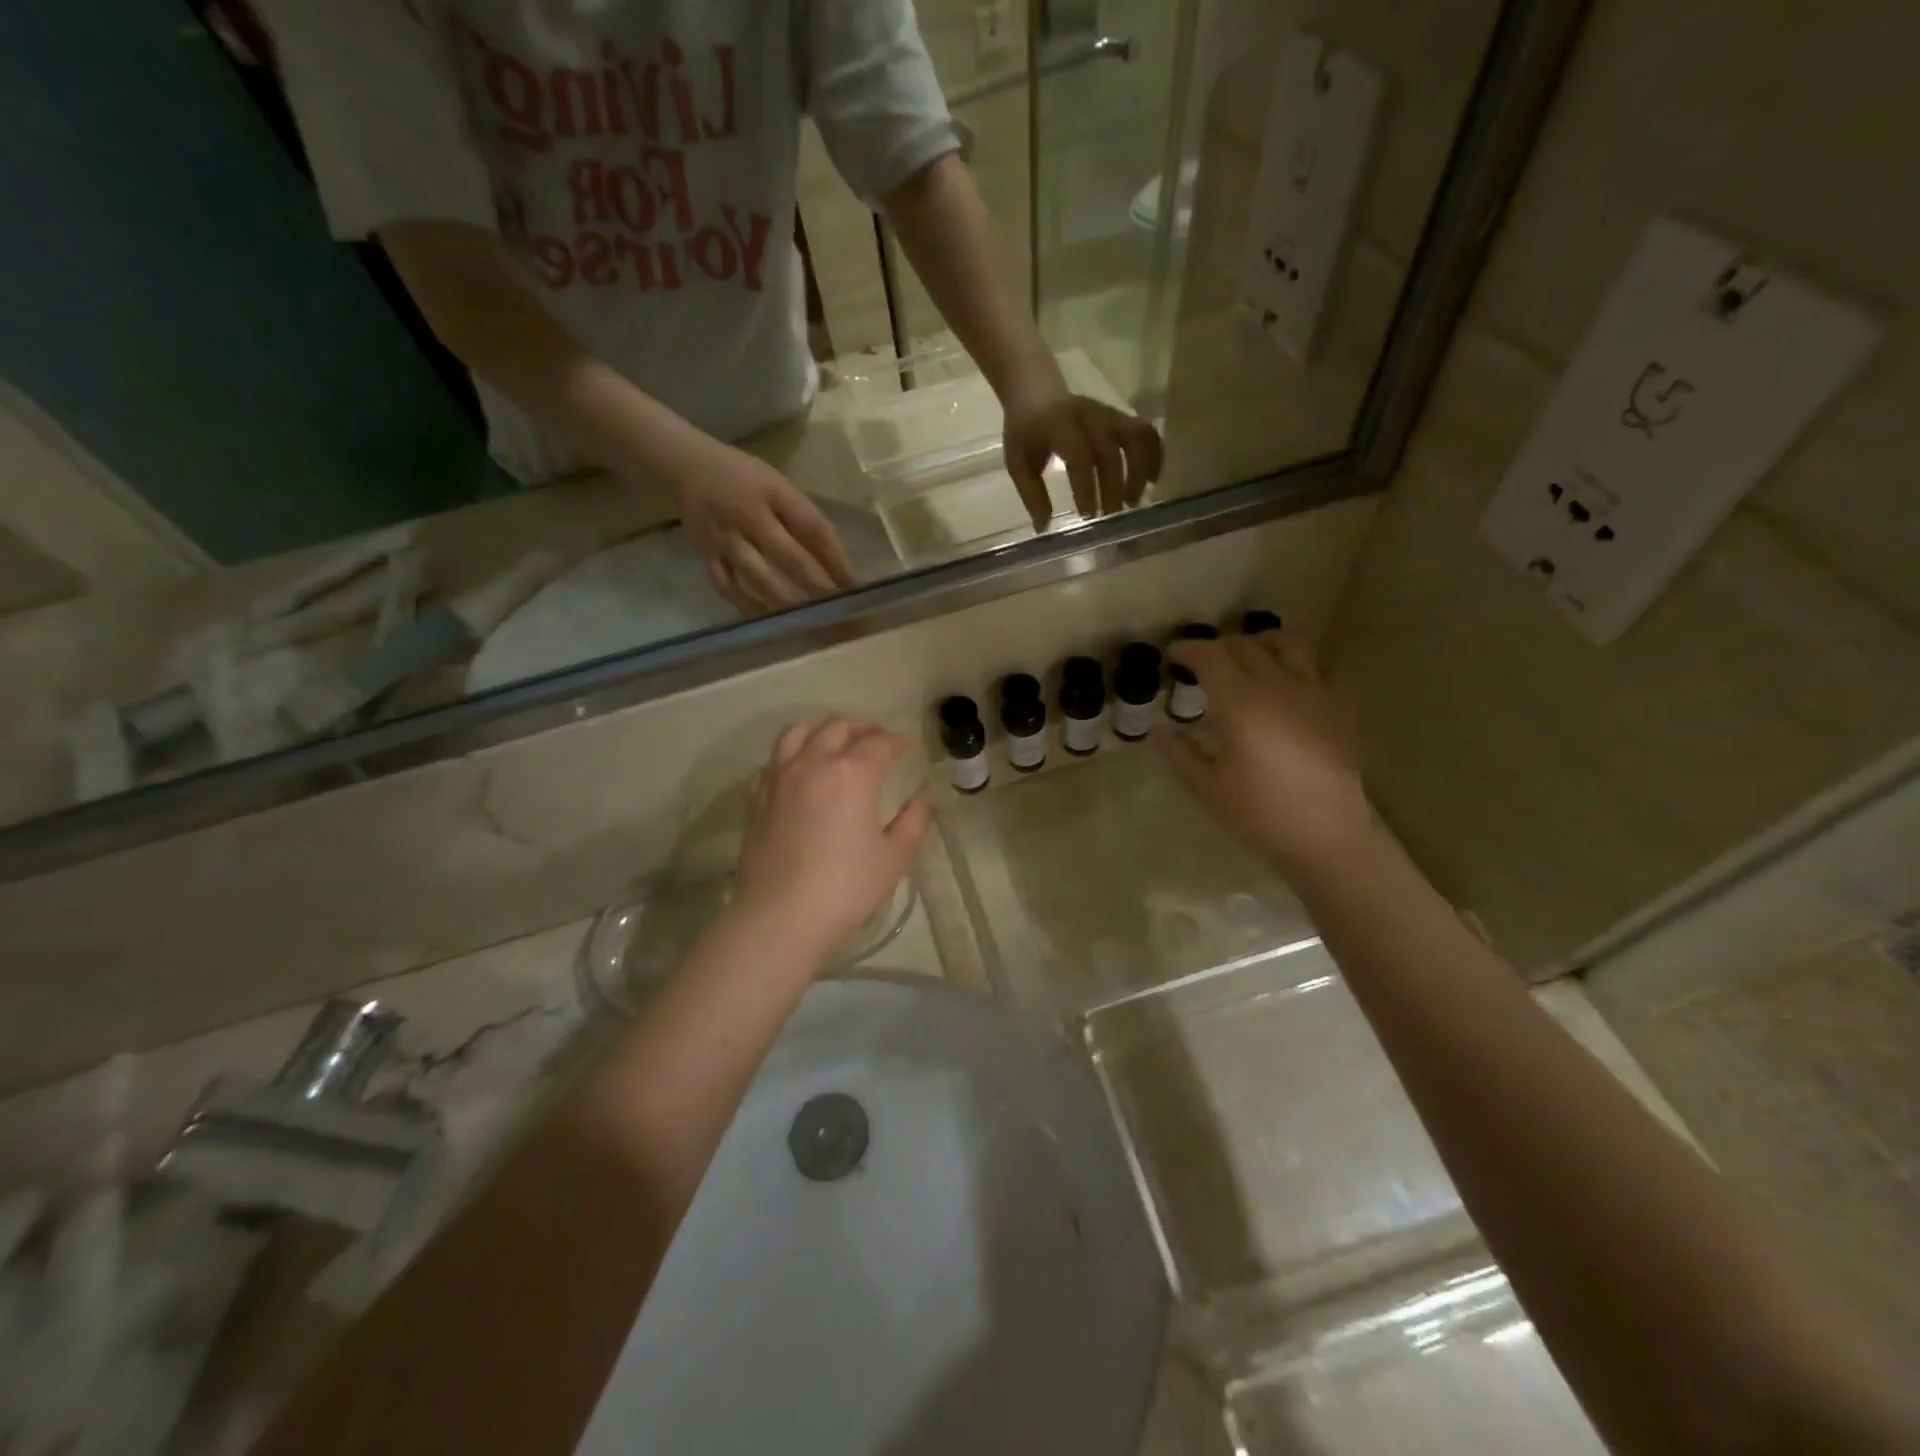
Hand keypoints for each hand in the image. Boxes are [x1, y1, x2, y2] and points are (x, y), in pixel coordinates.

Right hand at [674, 444, 858, 613]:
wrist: (688, 464)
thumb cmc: (746, 477)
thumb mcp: (780, 486)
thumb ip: (803, 519)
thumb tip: (835, 563)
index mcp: (774, 493)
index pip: (813, 528)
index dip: (837, 559)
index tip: (856, 587)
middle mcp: (749, 517)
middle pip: (789, 558)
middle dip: (818, 589)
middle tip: (840, 615)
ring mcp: (725, 538)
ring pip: (759, 578)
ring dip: (787, 604)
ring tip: (811, 625)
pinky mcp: (706, 554)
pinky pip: (727, 586)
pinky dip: (748, 606)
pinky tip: (769, 623)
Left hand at [730, 718, 930, 960]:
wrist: (781, 916)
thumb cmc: (846, 887)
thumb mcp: (894, 858)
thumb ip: (913, 823)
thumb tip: (920, 801)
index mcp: (852, 773)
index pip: (879, 743)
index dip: (897, 741)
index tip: (907, 746)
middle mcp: (814, 763)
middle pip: (838, 728)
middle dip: (862, 727)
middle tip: (877, 737)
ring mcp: (779, 777)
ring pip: (798, 733)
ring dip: (822, 730)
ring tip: (834, 741)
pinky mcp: (756, 798)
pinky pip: (773, 761)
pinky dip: (791, 756)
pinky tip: (798, 772)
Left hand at [1004, 385, 1162, 528]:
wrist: (1035, 391)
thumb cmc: (1025, 432)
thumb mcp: (1018, 463)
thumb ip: (1031, 494)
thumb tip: (1044, 528)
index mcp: (1058, 425)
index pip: (1079, 456)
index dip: (1086, 487)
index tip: (1088, 516)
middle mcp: (1088, 416)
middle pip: (1110, 453)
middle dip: (1113, 489)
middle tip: (1111, 518)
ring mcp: (1107, 413)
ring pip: (1136, 438)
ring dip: (1140, 471)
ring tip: (1133, 501)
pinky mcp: (1120, 415)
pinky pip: (1145, 431)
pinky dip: (1154, 454)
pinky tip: (1153, 479)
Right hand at [1158, 631, 1370, 873]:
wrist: (1328, 836)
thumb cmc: (1260, 814)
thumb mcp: (1207, 788)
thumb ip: (1180, 753)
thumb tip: (1161, 729)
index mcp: (1241, 704)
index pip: (1210, 657)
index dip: (1188, 649)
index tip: (1173, 656)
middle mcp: (1278, 686)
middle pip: (1245, 645)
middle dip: (1217, 646)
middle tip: (1201, 662)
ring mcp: (1315, 693)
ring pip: (1288, 643)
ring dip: (1260, 642)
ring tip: (1248, 656)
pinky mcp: (1340, 707)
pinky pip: (1319, 668)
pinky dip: (1297, 665)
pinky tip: (1288, 685)